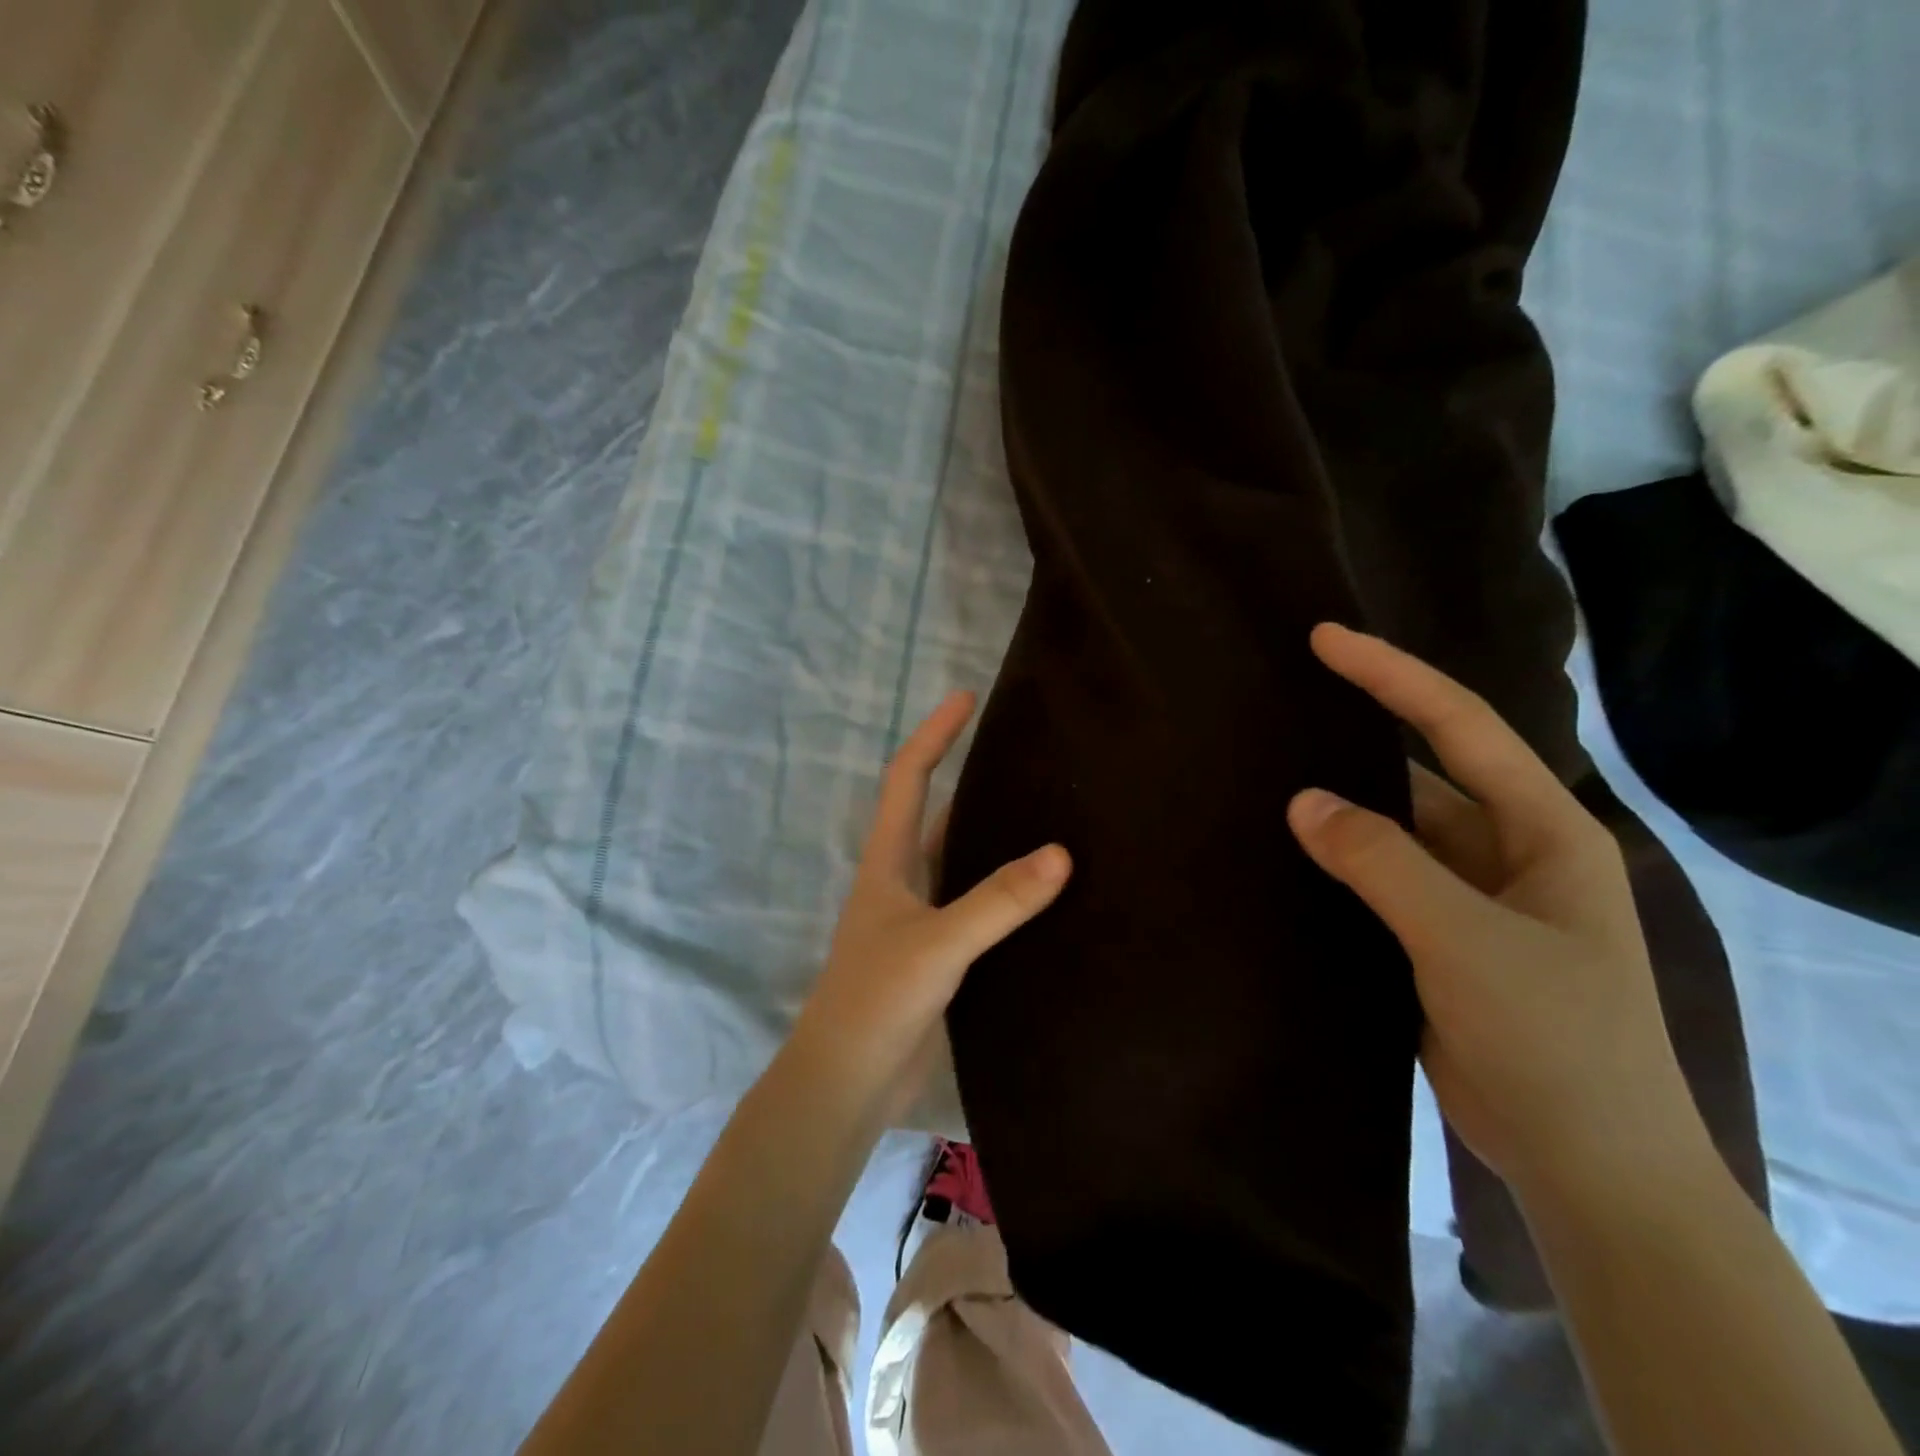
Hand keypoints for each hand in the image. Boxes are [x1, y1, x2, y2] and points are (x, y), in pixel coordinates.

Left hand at [785, 691, 1071, 1129]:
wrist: (848, 1083)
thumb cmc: (876, 1001)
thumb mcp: (938, 944)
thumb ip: (998, 901)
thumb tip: (1062, 852)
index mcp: (888, 861)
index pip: (908, 777)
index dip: (935, 734)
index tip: (966, 696)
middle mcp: (903, 880)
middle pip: (938, 813)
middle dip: (972, 778)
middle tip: (1029, 756)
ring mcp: (921, 919)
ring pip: (962, 861)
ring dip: (994, 837)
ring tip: (1050, 812)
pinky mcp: (941, 955)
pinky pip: (979, 907)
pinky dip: (1007, 892)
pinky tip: (1047, 892)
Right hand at [1286, 623, 1712, 1204]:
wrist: (1587, 1165)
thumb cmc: (1554, 1039)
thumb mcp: (1468, 941)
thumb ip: (1383, 863)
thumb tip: (1302, 799)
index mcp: (1544, 831)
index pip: (1459, 727)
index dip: (1392, 675)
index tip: (1324, 639)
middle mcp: (1508, 852)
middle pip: (1421, 772)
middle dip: (1355, 737)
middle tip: (1279, 705)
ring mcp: (1471, 898)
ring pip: (1394, 830)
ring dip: (1340, 806)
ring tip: (1264, 772)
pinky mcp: (1438, 938)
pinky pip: (1379, 878)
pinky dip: (1337, 861)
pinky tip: (1285, 851)